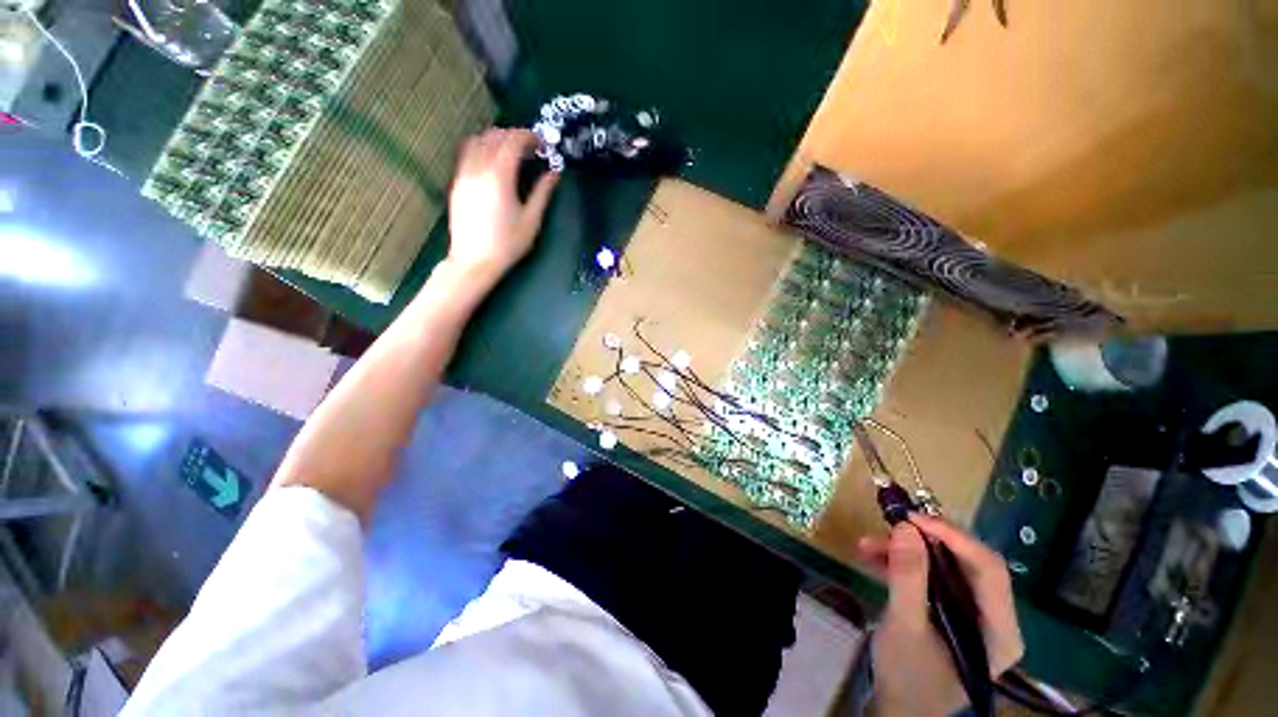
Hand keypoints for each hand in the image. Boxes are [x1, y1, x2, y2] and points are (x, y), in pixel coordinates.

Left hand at [446, 128, 558, 282]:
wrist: (474, 261)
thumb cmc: (507, 244)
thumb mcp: (531, 220)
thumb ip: (542, 193)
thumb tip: (554, 173)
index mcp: (499, 177)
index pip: (512, 142)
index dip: (528, 137)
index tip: (541, 143)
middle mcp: (478, 169)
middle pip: (493, 137)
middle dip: (513, 135)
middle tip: (530, 147)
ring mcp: (463, 174)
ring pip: (477, 141)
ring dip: (495, 139)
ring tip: (511, 151)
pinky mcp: (456, 183)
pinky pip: (467, 153)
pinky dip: (482, 148)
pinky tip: (492, 161)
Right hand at [857, 515, 1023, 716]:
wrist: (898, 705)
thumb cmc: (908, 675)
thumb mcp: (904, 625)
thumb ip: (908, 577)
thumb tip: (905, 526)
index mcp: (1000, 631)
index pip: (989, 570)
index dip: (953, 537)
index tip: (912, 518)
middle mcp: (995, 618)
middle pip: (968, 563)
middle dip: (926, 541)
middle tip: (890, 524)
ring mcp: (973, 614)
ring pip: (946, 566)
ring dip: (907, 551)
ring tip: (868, 544)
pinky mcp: (952, 611)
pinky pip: (931, 576)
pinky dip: (902, 564)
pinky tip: (872, 557)